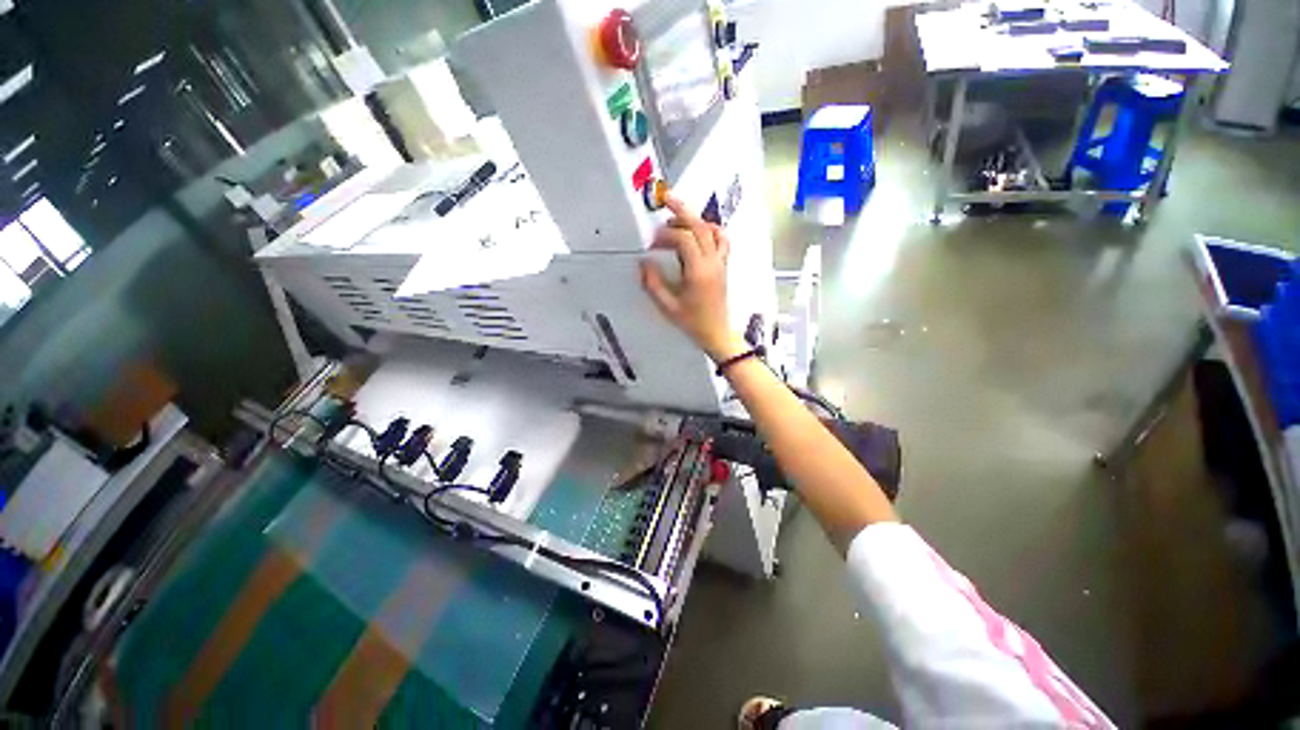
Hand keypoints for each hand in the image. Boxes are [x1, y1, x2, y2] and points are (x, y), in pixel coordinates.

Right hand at [640, 196, 744, 361]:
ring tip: (678, 219)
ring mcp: (721, 263)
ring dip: (695, 220)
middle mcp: (712, 262)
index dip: (666, 236)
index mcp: (698, 271)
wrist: (716, 333)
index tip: (652, 243)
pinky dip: (710, 230)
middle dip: (682, 211)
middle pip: (700, 227)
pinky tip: (699, 233)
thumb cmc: (692, 322)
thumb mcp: (668, 306)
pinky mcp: (723, 266)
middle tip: (666, 198)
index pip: (684, 240)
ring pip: (713, 231)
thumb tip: (644, 262)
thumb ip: (653, 283)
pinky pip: (722, 240)